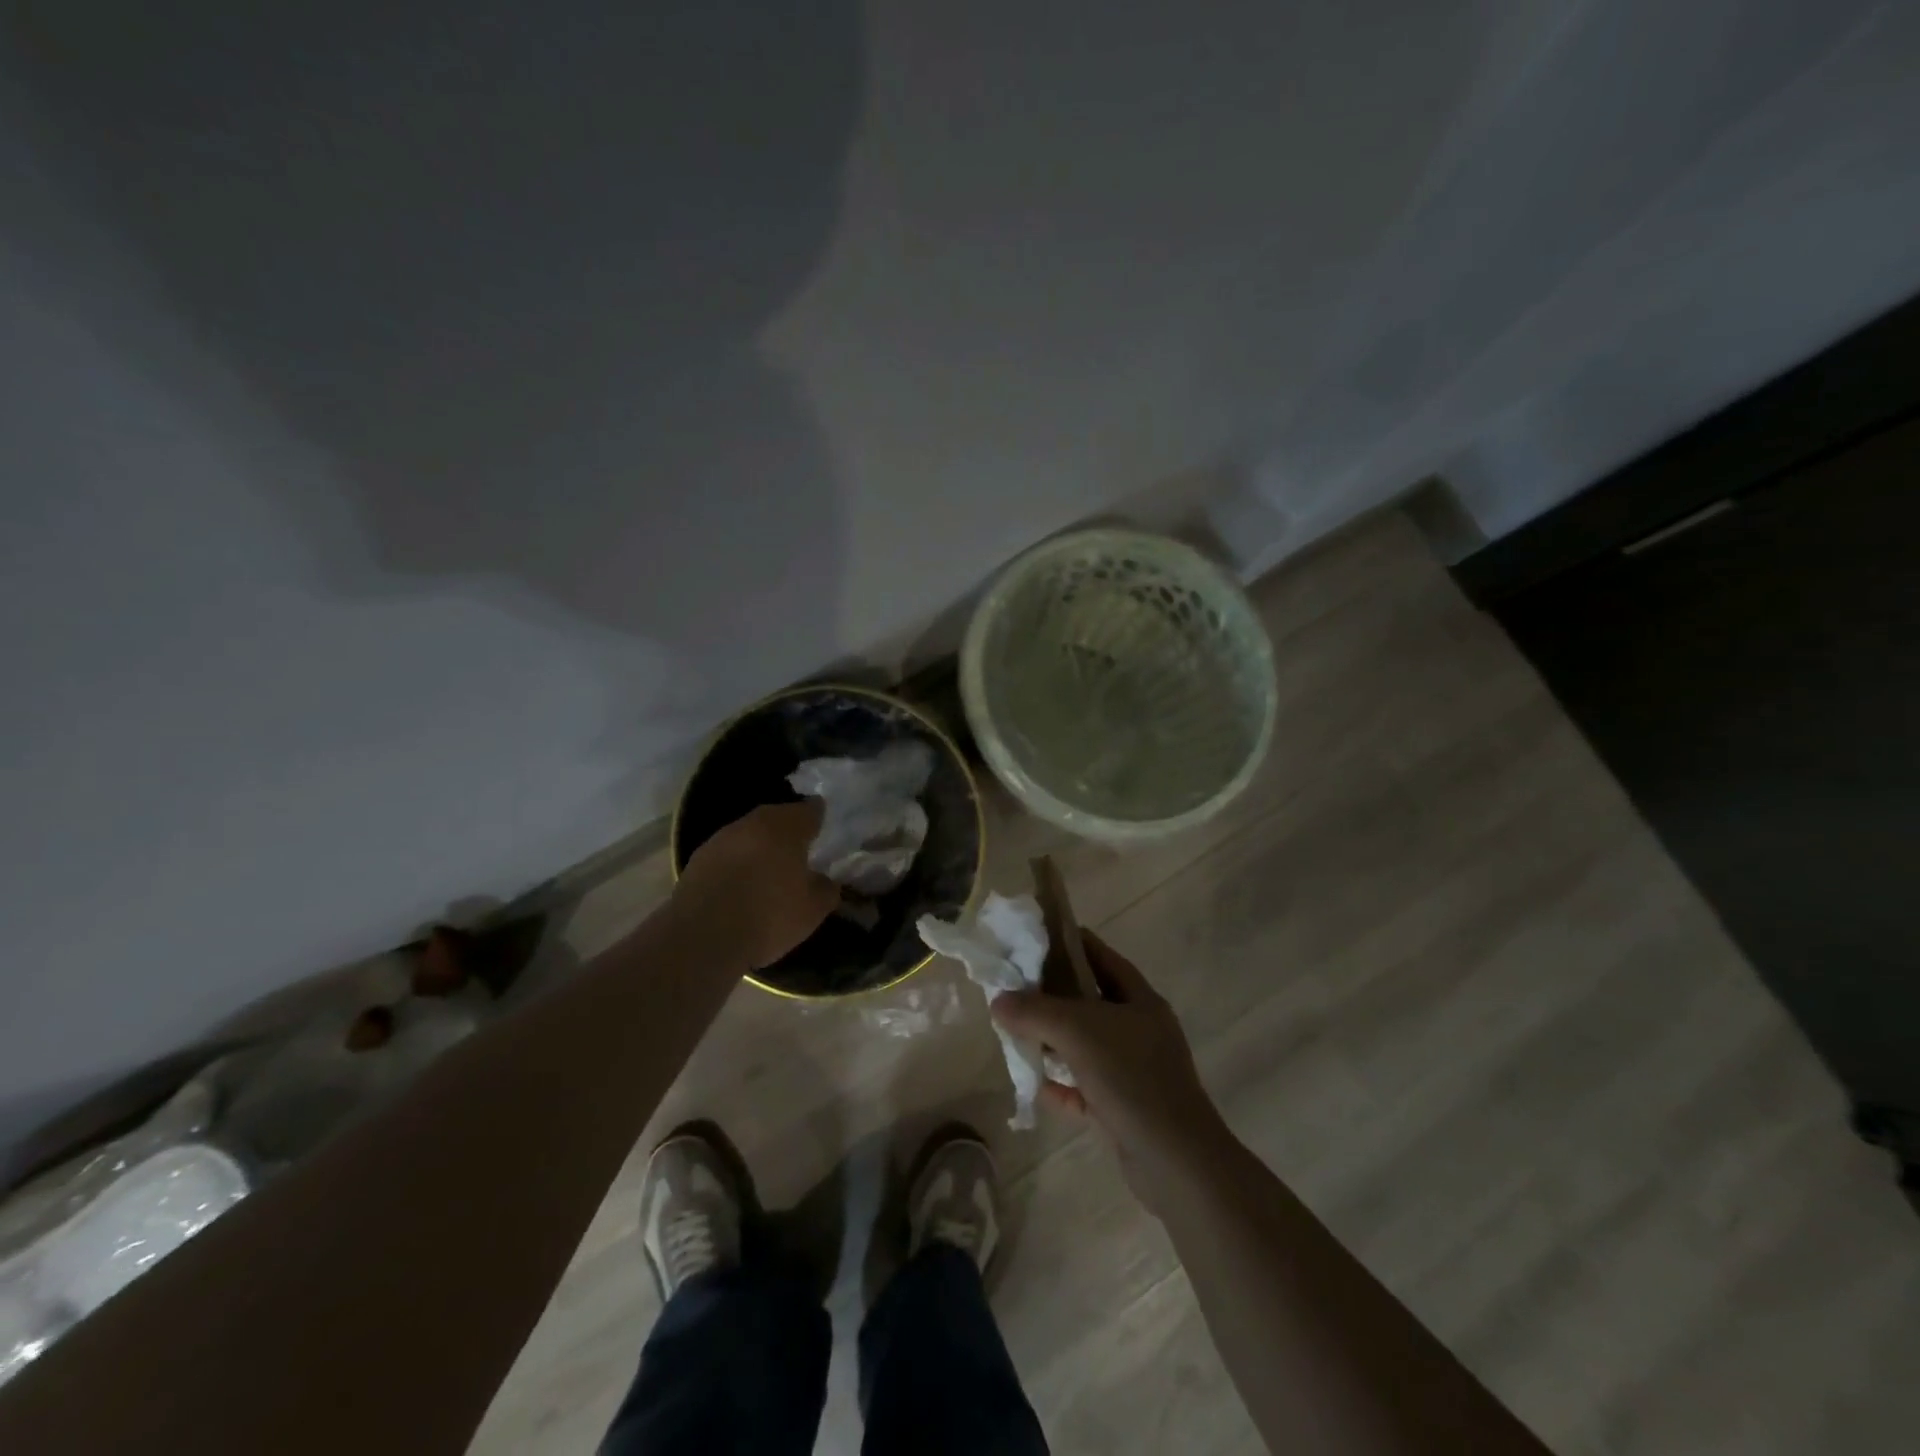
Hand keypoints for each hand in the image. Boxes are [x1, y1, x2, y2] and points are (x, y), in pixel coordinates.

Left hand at [677, 801, 838, 969]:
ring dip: (760, 846)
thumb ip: (826, 889)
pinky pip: (728, 853)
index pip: (810, 810)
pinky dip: (738, 862)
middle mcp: (753, 823)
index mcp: (786, 827)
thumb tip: (826, 880)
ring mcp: (721, 839)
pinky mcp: (698, 859)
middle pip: (776, 817)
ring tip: (770, 868)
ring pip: (749, 834)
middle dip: (788, 830)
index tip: (823, 826)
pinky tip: (742, 883)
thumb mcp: (813, 910)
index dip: (818, 816)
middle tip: (799, 849)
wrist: (702, 937)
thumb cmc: (769, 916)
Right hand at [992, 934, 1229, 1202]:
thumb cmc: (1131, 1077)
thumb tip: (998, 1001)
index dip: (1068, 943)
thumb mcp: (1078, 1031)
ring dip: (1053, 1042)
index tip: (1032, 940)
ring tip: (1016, 1034)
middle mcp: (1139, 1029)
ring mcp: (1135, 1069)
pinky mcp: (1126, 1107)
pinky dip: (1063, 1085)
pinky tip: (1037, 1086)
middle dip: (1052, 996)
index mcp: (1139, 999)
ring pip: (1086, 1045)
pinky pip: (1086, 1087)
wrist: (1175, 1161)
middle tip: (1014, 989)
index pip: (1100, 956)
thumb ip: (1034, 1011)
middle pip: (1089, 1001)